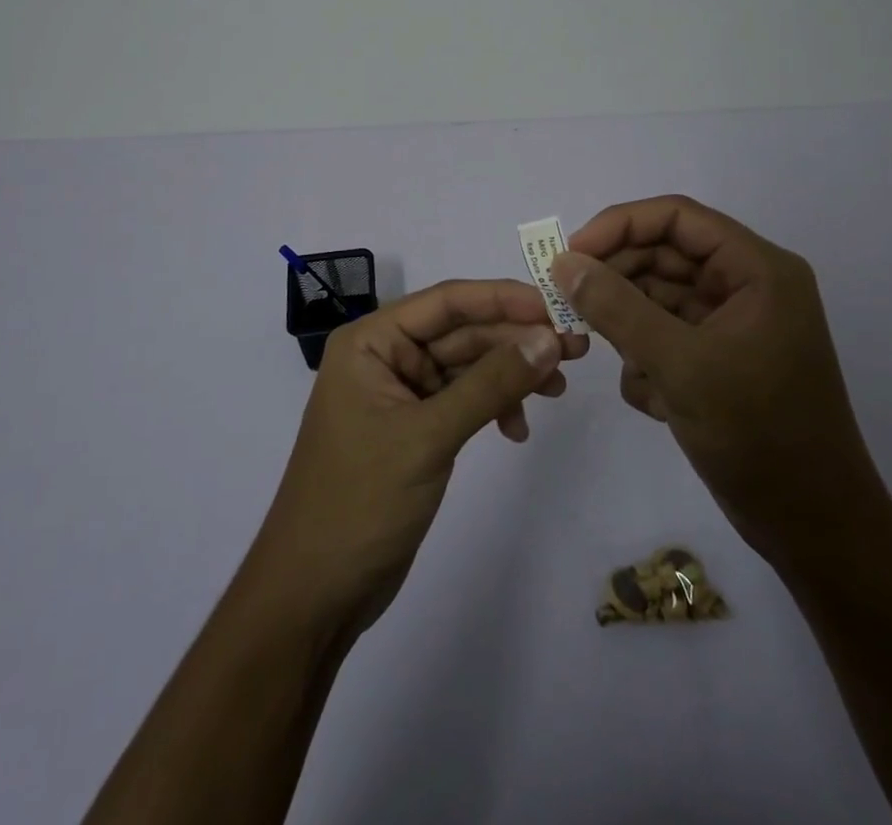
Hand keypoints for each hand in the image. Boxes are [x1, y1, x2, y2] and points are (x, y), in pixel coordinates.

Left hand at [248, 279, 587, 634]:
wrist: (315, 594)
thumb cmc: (360, 501)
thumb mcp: (429, 436)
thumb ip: (491, 384)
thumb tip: (550, 339)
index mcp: (371, 341)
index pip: (446, 302)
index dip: (503, 299)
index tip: (556, 307)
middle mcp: (385, 357)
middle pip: (462, 331)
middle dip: (516, 340)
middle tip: (576, 350)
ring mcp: (400, 393)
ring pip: (467, 365)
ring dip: (511, 374)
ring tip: (559, 390)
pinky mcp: (415, 428)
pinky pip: (463, 399)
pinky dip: (493, 406)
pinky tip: (517, 430)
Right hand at [551, 195, 882, 560]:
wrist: (814, 529)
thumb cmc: (759, 434)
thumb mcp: (680, 365)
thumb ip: (617, 308)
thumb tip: (563, 263)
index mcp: (756, 269)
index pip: (677, 217)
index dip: (619, 226)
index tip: (571, 254)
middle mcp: (746, 287)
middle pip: (664, 255)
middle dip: (617, 279)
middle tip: (567, 303)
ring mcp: (732, 325)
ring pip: (659, 298)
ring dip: (629, 325)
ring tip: (609, 354)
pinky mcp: (718, 361)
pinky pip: (666, 337)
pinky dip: (647, 360)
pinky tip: (653, 399)